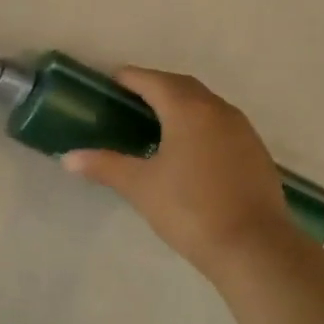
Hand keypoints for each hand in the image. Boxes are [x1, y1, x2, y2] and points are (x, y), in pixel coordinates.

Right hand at [63, 68, 291, 276]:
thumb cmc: (189, 208)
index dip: (131, 78)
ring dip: (181, 104)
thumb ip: (104, 166)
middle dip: (157, 86)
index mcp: (188, 111)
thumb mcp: (140, 187)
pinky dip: (200, 124)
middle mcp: (218, 111)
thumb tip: (68, 158)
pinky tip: (188, 147)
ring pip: (206, 105)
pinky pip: (221, 124)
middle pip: (183, 87)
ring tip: (157, 120)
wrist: (252, 245)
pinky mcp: (255, 152)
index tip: (112, 80)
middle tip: (131, 98)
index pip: (155, 81)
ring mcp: (242, 131)